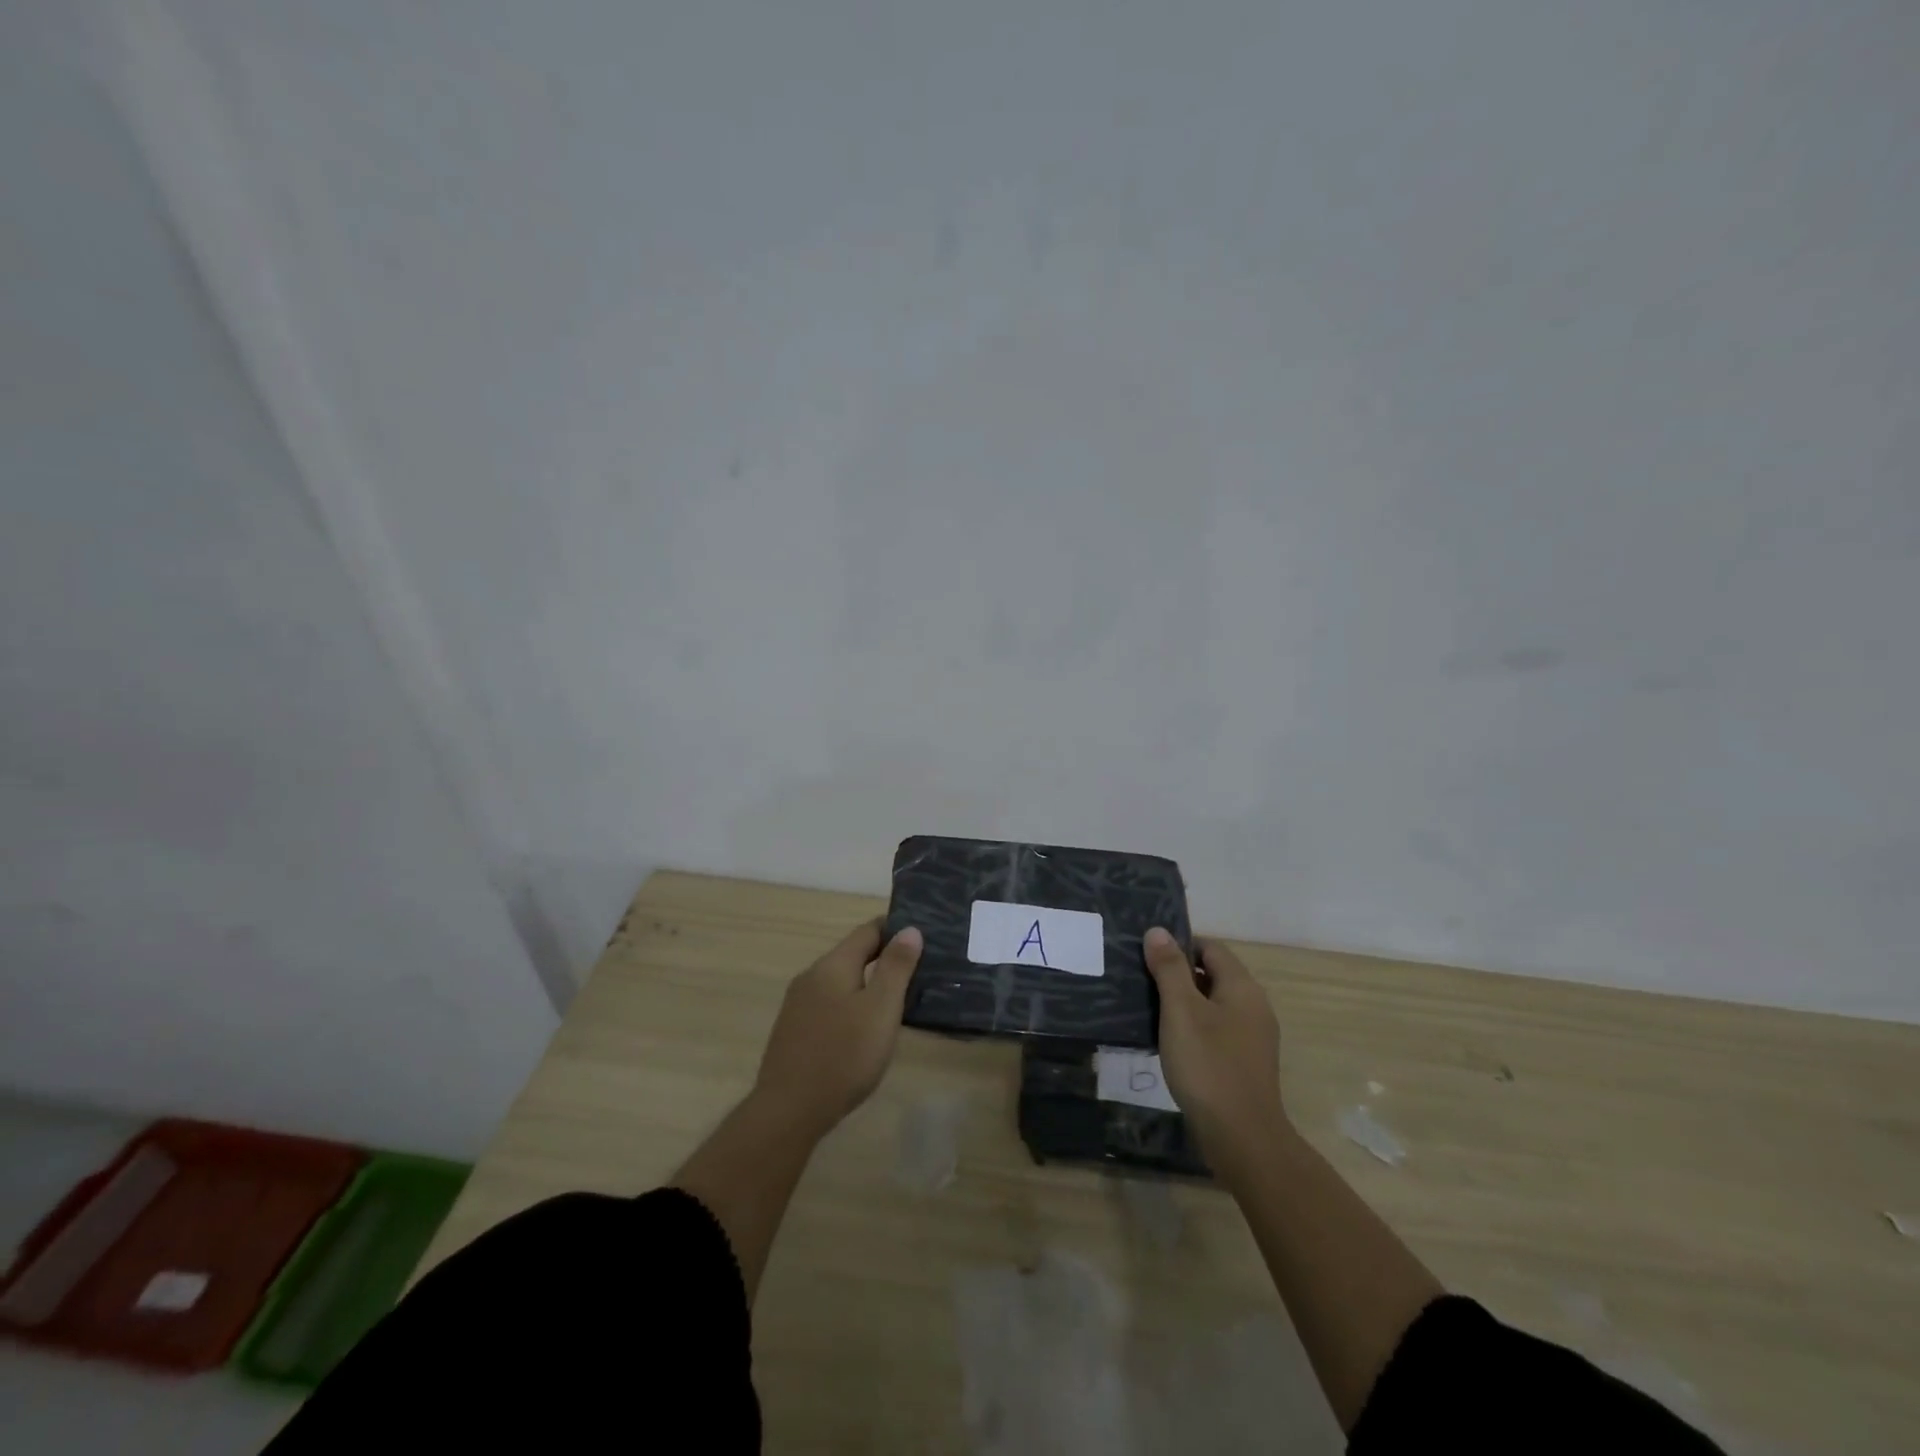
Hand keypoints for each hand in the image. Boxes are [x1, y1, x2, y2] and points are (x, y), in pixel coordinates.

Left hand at [752, 919, 923, 1139]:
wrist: (788, 1111)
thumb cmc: (844, 1056)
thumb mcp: (881, 1009)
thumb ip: (896, 967)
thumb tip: (909, 929)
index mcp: (832, 965)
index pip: (868, 931)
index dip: (895, 929)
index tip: (922, 937)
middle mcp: (811, 976)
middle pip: (852, 955)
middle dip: (883, 958)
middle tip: (918, 971)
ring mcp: (798, 1005)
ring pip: (840, 982)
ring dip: (867, 984)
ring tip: (897, 1001)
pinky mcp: (794, 1031)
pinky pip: (829, 1005)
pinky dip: (851, 1006)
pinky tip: (863, 1029)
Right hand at [1142, 927, 1288, 1174]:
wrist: (1242, 1138)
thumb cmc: (1208, 1065)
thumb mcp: (1181, 1010)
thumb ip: (1169, 968)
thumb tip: (1158, 931)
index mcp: (1242, 987)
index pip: (1211, 948)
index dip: (1179, 945)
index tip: (1147, 955)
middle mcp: (1254, 1006)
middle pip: (1213, 974)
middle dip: (1178, 974)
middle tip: (1141, 980)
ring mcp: (1253, 1037)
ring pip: (1213, 1004)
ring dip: (1183, 1003)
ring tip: (1148, 1009)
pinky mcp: (1245, 1063)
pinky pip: (1216, 1030)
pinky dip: (1193, 1028)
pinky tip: (1169, 1043)